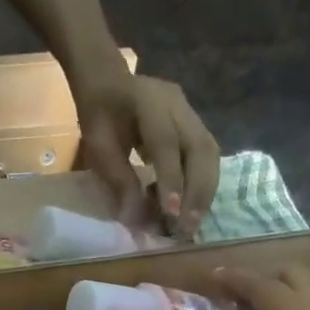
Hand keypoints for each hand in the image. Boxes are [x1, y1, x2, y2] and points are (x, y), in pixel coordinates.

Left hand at [71, 66, 219, 240]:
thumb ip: (119, 180)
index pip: (166, 143)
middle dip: (197, 192)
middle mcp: (178, 105)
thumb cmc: (100, 115)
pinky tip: (192, 207)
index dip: (170, 179)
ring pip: (210, 154)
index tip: (171, 213)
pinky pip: (207, 156)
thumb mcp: (100, 147)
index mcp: (149, 102)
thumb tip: (138, 220)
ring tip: (193, 223)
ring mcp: (191, 113)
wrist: (108, 82)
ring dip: (205, 192)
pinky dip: (203, 185)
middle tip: (188, 228)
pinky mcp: (196, 125)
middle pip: (200, 149)